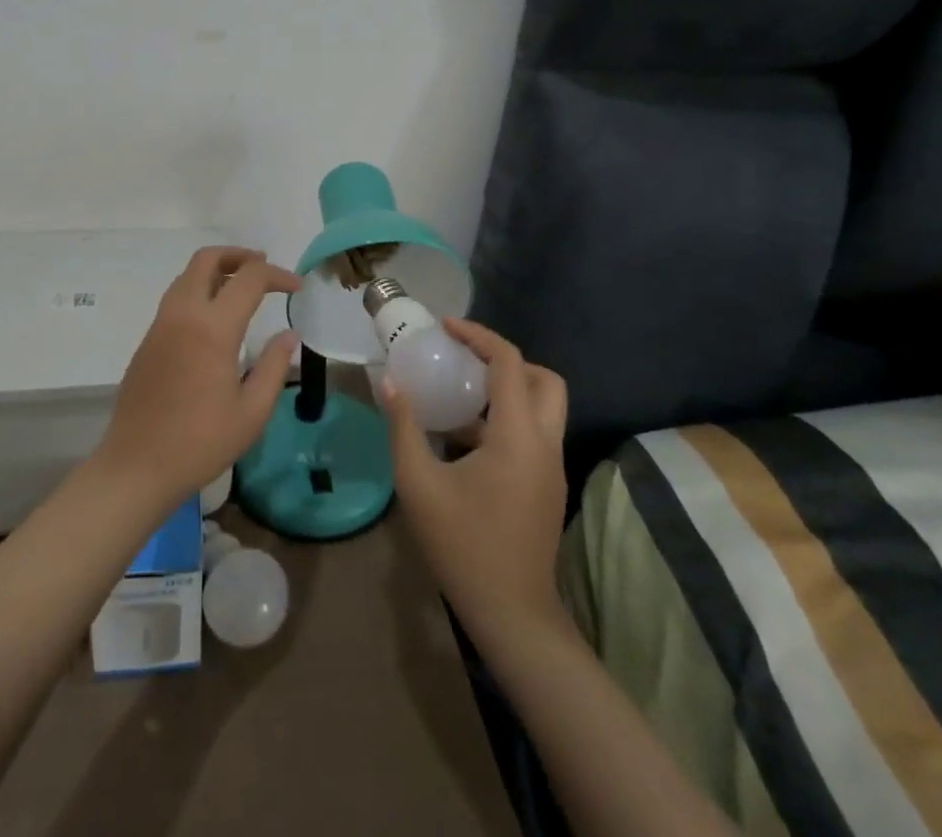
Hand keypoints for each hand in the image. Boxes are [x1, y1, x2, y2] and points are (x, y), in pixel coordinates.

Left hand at [93, 246, 300, 509]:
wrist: (136, 466)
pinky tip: (214, 317)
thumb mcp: (252, 412)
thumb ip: (275, 367)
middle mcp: (183, 314)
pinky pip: (175, 298)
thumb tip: (289, 335)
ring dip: (216, 269)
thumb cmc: (200, 443)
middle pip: (207, 259)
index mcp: (212, 328)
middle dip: (238, 255)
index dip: (277, 275)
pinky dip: (199, 289)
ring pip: (187, 275)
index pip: (249, 279)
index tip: (297, 287)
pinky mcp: (147, 340)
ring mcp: (160, 325)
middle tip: (263, 267)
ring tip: (241, 286)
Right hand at [386, 319, 568, 641]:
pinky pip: (533, 434)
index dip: (478, 336)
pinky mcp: (548, 487)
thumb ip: (404, 427)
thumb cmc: (463, 545)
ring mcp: (551, 467)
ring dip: (506, 391)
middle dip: (506, 361)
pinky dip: (505, 420)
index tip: (446, 327)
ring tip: (457, 395)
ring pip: (543, 408)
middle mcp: (545, 444)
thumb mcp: (419, 483)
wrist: (512, 615)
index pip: (509, 363)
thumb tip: (389, 382)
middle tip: (465, 360)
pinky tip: (463, 440)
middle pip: (544, 380)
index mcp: (518, 435)